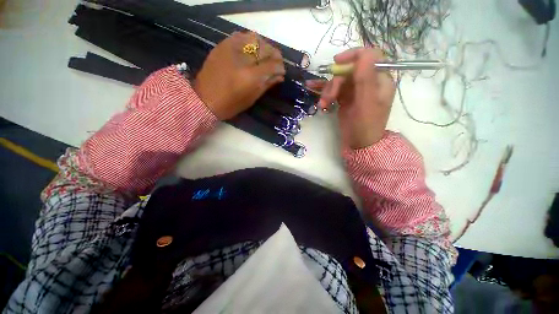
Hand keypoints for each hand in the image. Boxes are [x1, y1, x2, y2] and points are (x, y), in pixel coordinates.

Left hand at [194, 31, 285, 119]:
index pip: (272, 65)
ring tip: (266, 55)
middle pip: (265, 49)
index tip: (282, 71)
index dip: (280, 67)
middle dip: (275, 55)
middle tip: (277, 62)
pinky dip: (250, 41)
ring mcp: (230, 49)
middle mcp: (242, 60)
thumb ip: (267, 84)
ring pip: (254, 39)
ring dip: (264, 46)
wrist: (204, 99)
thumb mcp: (251, 98)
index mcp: (250, 77)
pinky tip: (253, 49)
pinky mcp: (222, 46)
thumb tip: (280, 76)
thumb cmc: (230, 105)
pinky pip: (241, 36)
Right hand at [307, 48, 395, 148]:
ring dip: (328, 91)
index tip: (336, 62)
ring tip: (323, 104)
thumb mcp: (367, 103)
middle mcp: (367, 82)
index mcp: (379, 79)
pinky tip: (316, 95)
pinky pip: (334, 90)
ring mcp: (355, 91)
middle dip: (335, 82)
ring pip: (338, 81)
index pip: (369, 57)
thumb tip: (365, 53)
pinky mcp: (345, 99)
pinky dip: (324, 93)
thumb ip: (366, 79)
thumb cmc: (366, 126)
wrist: (359, 144)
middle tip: (328, 98)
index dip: (353, 55)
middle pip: (348, 71)